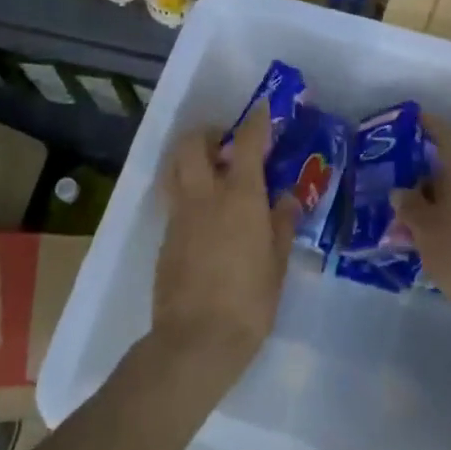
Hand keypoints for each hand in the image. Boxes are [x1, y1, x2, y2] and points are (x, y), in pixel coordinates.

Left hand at [150, 105, 301, 357]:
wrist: (197, 340)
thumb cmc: (250, 301)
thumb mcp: (277, 262)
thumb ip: (281, 223)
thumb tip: (285, 199)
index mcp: (239, 197)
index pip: (246, 143)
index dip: (256, 122)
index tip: (262, 109)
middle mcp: (204, 196)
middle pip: (191, 144)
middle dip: (207, 132)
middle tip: (225, 143)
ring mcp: (179, 215)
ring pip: (174, 167)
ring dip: (188, 157)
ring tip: (210, 171)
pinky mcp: (165, 237)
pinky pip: (173, 199)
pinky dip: (186, 190)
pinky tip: (204, 212)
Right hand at [395, 115, 450, 307]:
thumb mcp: (423, 228)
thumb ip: (410, 206)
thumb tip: (402, 191)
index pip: (447, 137)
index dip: (432, 126)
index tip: (417, 120)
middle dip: (429, 179)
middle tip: (405, 193)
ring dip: (442, 203)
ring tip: (417, 224)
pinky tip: (440, 241)